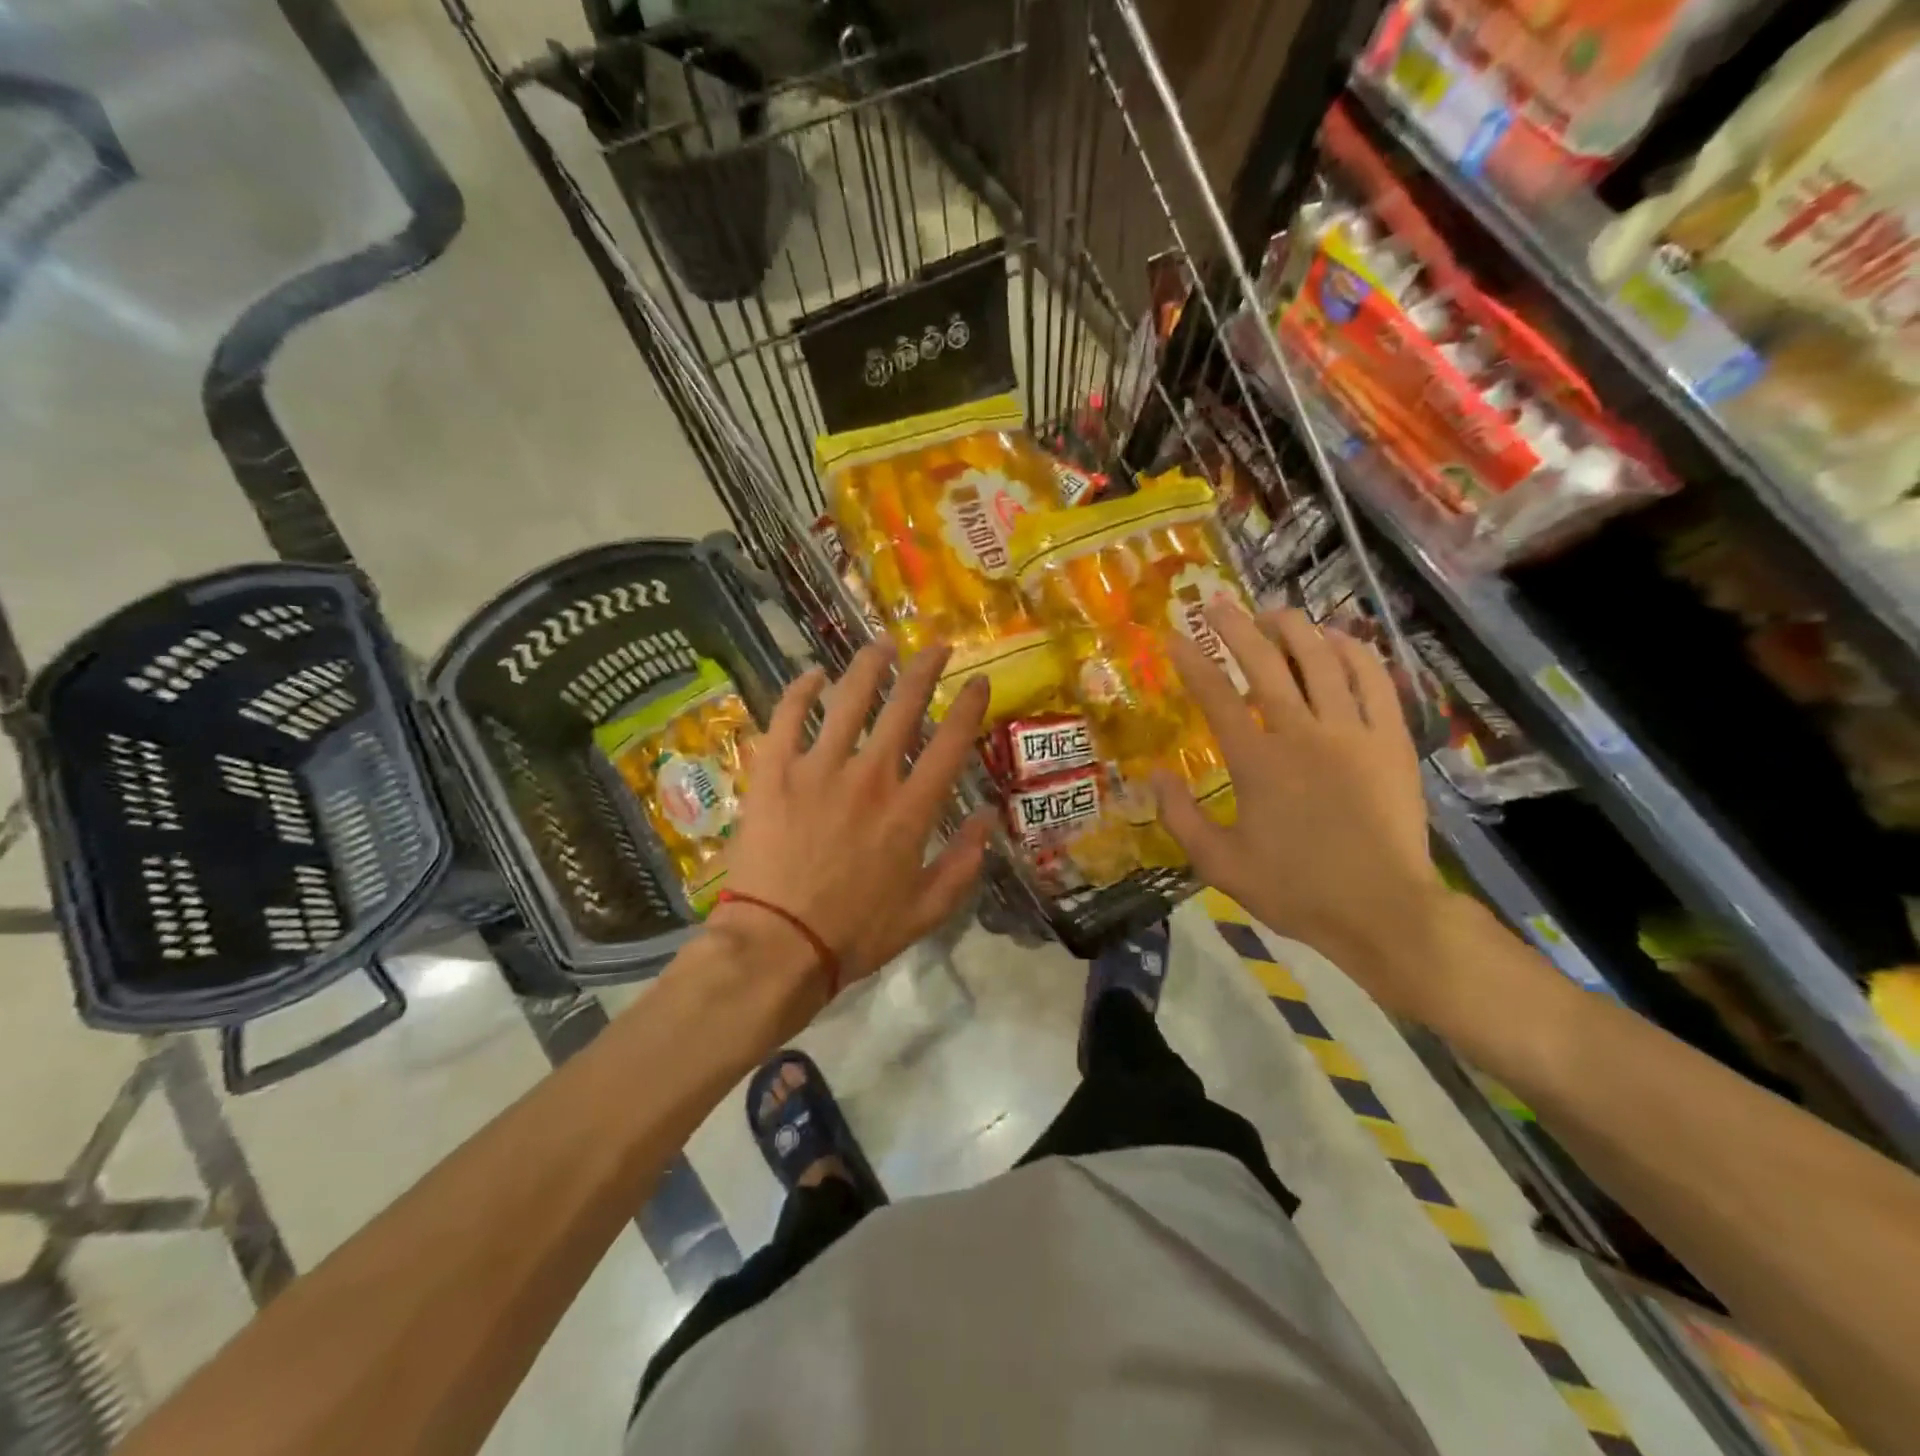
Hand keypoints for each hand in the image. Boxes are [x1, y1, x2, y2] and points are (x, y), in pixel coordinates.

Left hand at [714, 641, 994, 996]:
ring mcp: (818, 769)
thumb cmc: (856, 934)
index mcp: (911, 809)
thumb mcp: (926, 911)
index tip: (978, 681)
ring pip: (848, 700)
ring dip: (869, 666)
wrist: (777, 946)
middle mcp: (870, 776)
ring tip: (881, 644)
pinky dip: (799, 691)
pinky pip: (787, 717)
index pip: (951, 743)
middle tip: (937, 646)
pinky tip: (811, 675)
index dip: (969, 706)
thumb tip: (987, 818)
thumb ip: (964, 863)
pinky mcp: (774, 773)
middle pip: (904, 707)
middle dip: (925, 670)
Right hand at [1158, 605, 1456, 1024]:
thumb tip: (1154, 774)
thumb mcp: (1219, 864)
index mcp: (1256, 762)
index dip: (1192, 661)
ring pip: (1321, 659)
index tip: (1174, 635)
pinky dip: (1353, 650)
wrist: (1382, 910)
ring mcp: (1352, 732)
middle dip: (1236, 626)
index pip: (1216, 696)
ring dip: (1294, 628)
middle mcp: (1302, 733)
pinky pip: (1374, 679)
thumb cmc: (1294, 889)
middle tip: (1217, 603)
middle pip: (1267, 662)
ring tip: (1273, 612)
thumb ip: (1180, 817)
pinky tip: (1337, 638)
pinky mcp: (1391, 739)